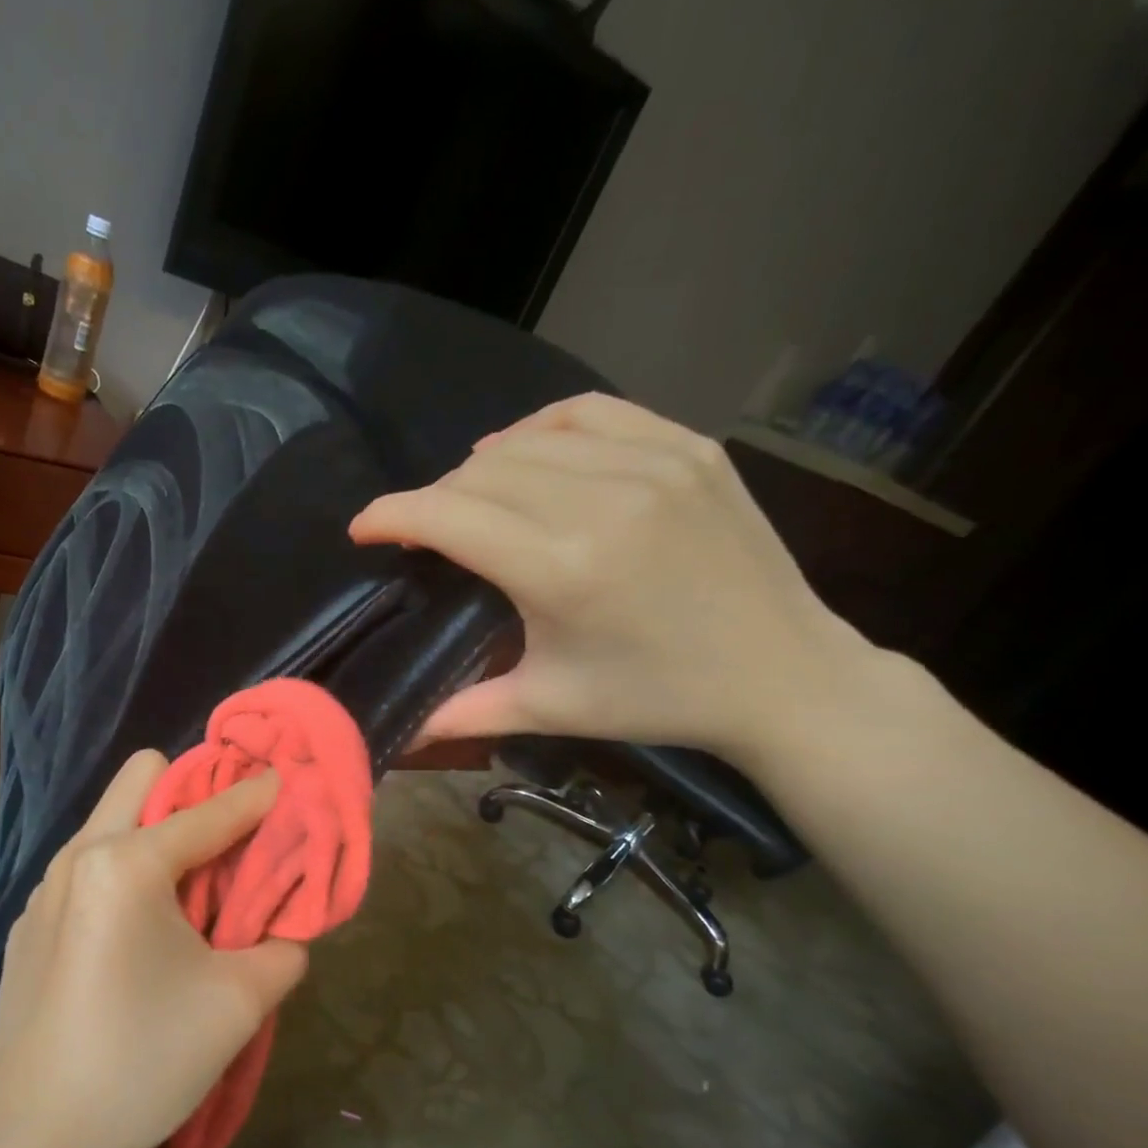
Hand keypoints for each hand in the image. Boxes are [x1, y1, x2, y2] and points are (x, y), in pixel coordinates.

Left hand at [0, 752, 307, 1147]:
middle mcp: (80, 854)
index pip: (212, 811)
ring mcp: (45, 887)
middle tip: (227, 844)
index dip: (258, 795)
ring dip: (156, 836)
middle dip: (192, 793)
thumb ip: (281, 948)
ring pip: (110, 821)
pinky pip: (87, 868)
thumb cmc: (143, 1060)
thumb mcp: (237, 1004)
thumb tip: (286, 929)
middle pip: (142, 776)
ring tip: (187, 897)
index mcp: (129, 862)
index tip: (287, 782)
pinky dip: (123, 877)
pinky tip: (134, 942)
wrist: (36, 1138)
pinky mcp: (30, 923)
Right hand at [350, 393, 871, 760]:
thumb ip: (464, 712)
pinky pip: (590, 414)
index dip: (391, 515)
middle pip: (479, 473)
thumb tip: (395, 733)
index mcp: (562, 568)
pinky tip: (529, 454)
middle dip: (433, 499)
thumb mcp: (550, 708)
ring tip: (468, 496)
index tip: (363, 528)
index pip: (447, 515)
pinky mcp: (688, 447)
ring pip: (529, 438)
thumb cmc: (656, 698)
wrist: (784, 675)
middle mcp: (603, 500)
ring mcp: (654, 463)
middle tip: (423, 533)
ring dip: (481, 466)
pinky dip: (543, 428)